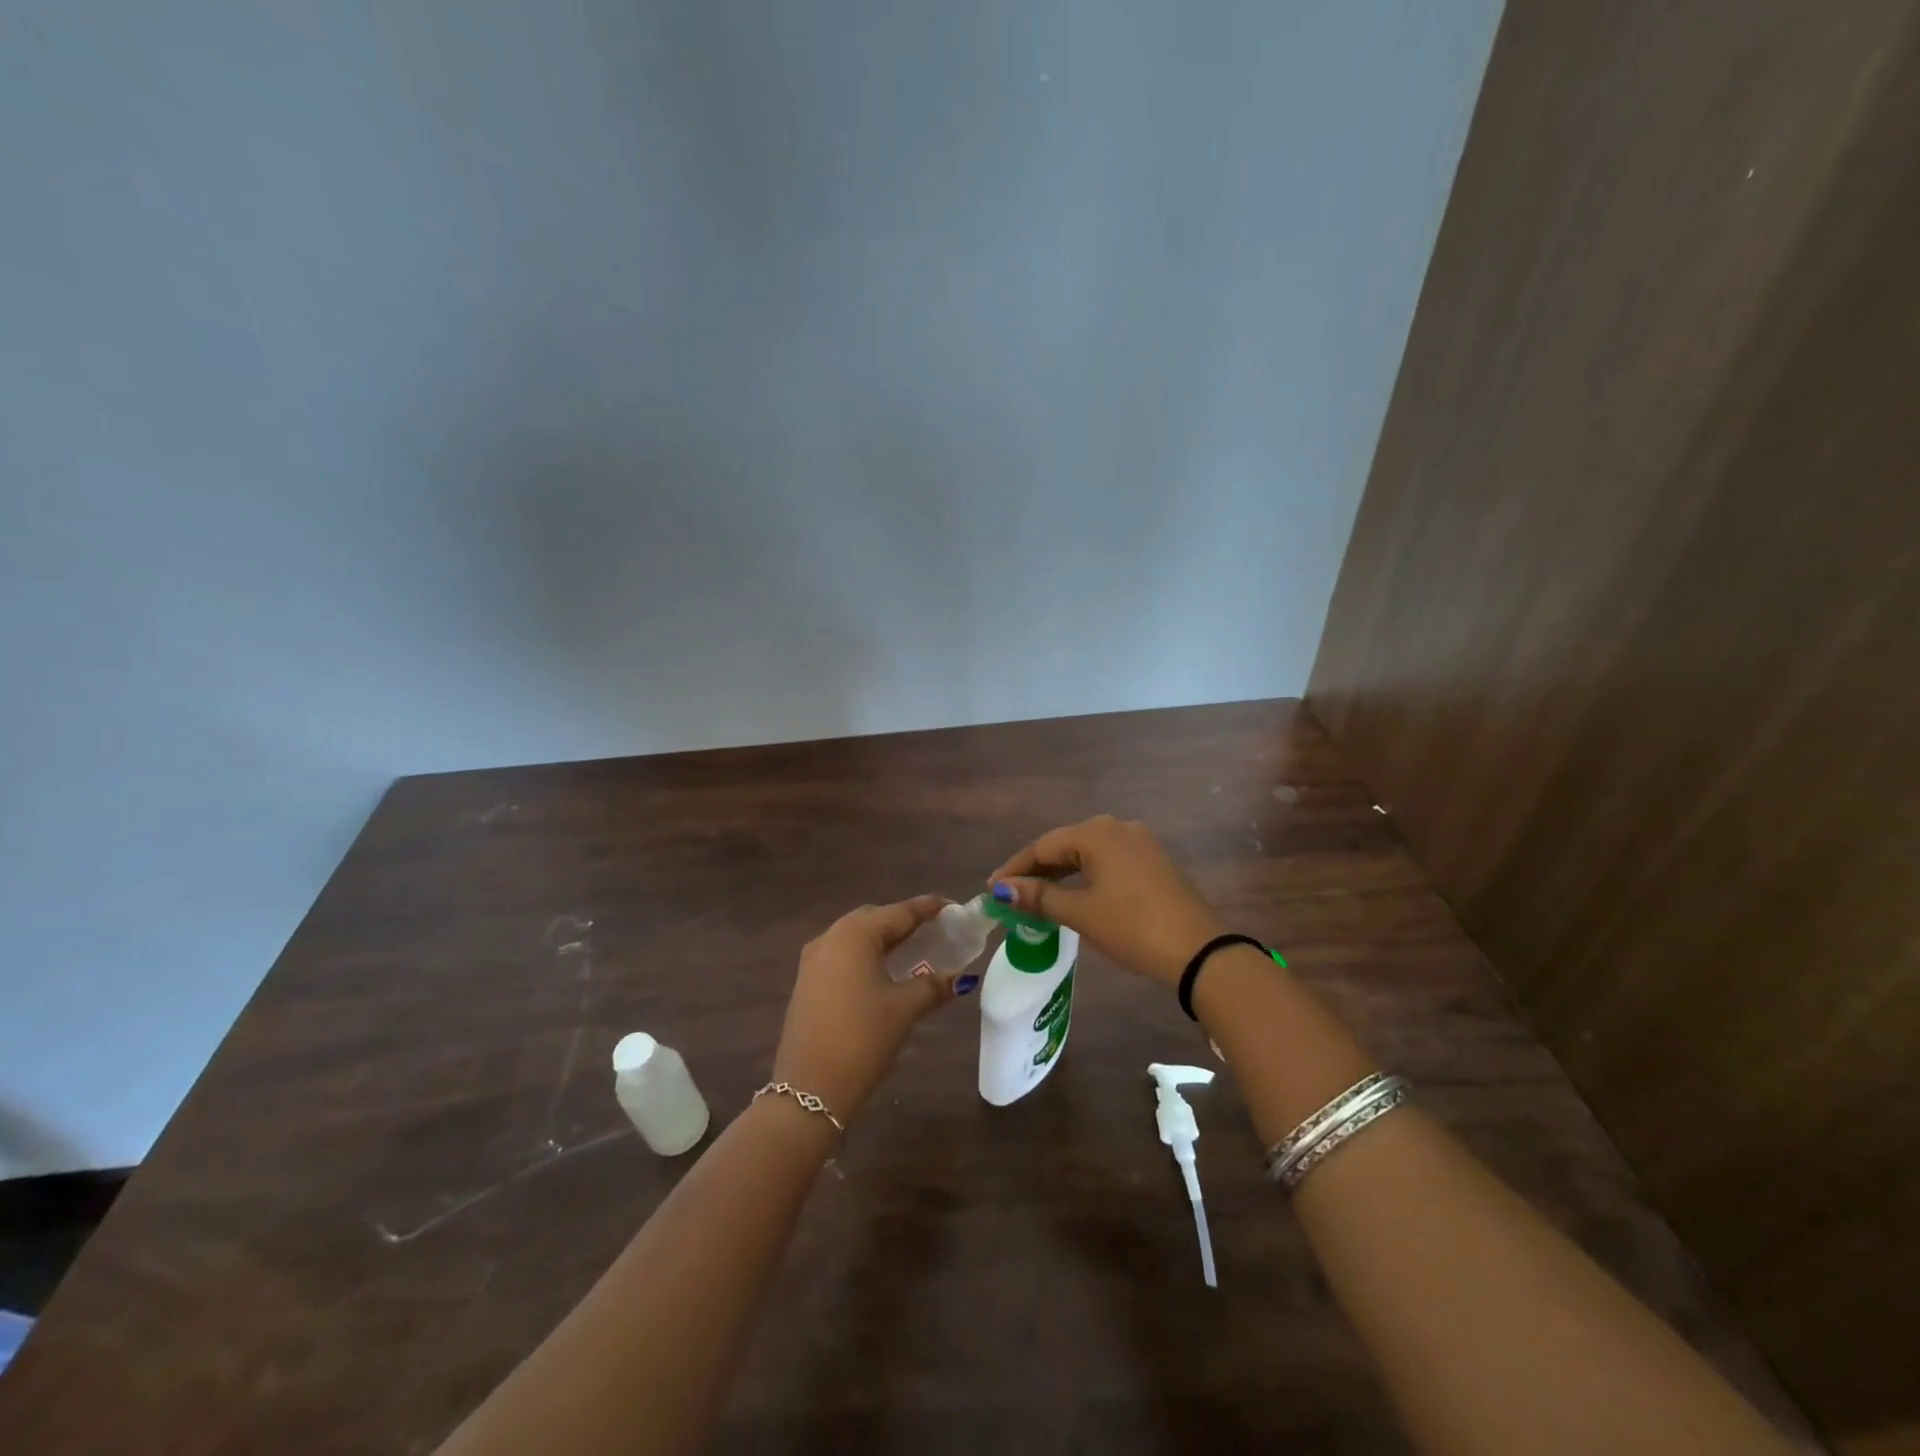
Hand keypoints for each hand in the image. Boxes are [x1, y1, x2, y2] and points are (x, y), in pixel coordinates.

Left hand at [770, 895, 962, 1124]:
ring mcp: (813, 960)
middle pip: (874, 918)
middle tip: (934, 930)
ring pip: (855, 936)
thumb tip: (959, 979)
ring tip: (913, 949)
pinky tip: (883, 971)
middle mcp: (830, 937)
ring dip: (883, 938)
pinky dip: (865, 954)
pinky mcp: (806, 982)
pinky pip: (842, 954)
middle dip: (904, 921)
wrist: (809, 1088)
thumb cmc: (862, 1038)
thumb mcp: (904, 1009)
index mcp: (855, 935)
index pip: (899, 912)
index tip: (952, 907)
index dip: (927, 908)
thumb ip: (933, 986)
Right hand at [988, 815, 1222, 986]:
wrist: (1199, 951)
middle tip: (1012, 895)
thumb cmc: (1131, 927)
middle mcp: (1118, 828)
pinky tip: (1075, 894)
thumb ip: (1039, 897)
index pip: (1043, 846)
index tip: (992, 889)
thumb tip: (1002, 889)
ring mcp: (1140, 843)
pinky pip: (1108, 861)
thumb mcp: (1080, 913)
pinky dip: (1086, 876)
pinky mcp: (1154, 861)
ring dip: (1062, 874)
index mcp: (1097, 833)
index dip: (1015, 868)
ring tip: (1038, 897)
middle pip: (1066, 846)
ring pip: (1088, 854)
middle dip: (1038, 870)